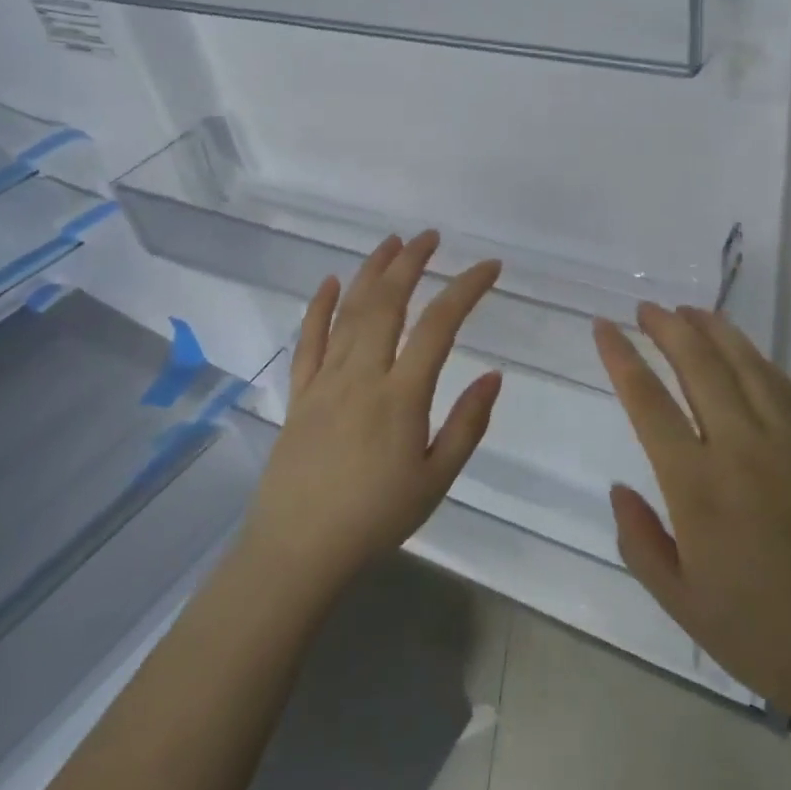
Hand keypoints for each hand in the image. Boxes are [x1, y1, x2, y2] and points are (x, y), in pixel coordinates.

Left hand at [241, 231, 502, 600]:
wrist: (297, 552)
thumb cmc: (375, 519)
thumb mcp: (436, 480)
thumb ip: (467, 424)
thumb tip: (494, 376)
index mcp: (401, 396)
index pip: (440, 325)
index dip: (466, 288)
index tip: (489, 267)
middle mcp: (361, 375)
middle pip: (387, 303)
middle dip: (411, 262)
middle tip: (431, 237)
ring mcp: (324, 381)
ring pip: (348, 312)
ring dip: (371, 272)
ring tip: (391, 243)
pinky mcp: (298, 394)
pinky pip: (307, 341)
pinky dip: (318, 307)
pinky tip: (328, 282)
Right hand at [594, 305, 790, 734]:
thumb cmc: (768, 639)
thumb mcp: (684, 605)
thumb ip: (640, 542)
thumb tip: (619, 489)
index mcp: (698, 487)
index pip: (648, 402)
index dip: (621, 357)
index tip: (603, 326)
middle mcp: (741, 448)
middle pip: (699, 364)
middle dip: (667, 328)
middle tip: (646, 307)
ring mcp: (789, 442)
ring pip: (745, 364)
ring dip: (713, 330)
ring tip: (690, 310)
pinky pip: (784, 387)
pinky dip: (757, 359)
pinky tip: (746, 351)